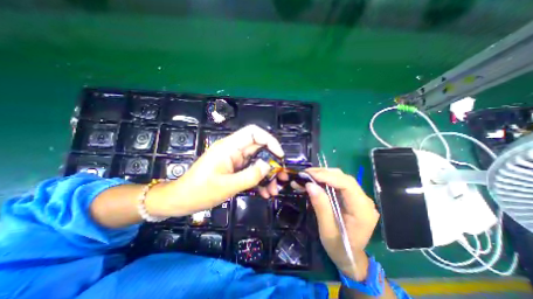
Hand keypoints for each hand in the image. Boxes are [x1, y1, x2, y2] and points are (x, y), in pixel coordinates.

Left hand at [145, 125, 284, 217]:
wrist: (182, 200)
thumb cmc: (200, 191)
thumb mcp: (227, 186)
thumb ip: (250, 175)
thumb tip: (269, 166)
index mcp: (229, 147)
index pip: (253, 132)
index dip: (269, 140)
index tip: (279, 156)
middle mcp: (234, 150)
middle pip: (259, 148)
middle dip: (272, 162)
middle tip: (281, 177)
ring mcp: (235, 160)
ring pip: (257, 161)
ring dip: (267, 175)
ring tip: (273, 190)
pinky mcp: (235, 169)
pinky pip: (251, 171)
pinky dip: (259, 180)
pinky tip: (264, 192)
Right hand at [304, 169, 378, 281]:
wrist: (350, 258)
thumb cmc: (339, 248)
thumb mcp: (327, 230)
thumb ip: (321, 206)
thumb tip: (310, 184)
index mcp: (362, 211)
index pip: (347, 185)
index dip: (327, 176)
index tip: (309, 175)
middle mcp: (365, 201)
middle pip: (344, 178)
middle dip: (323, 173)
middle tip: (306, 173)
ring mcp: (360, 198)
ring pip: (341, 178)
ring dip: (324, 175)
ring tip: (308, 175)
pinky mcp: (353, 198)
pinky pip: (339, 184)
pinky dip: (326, 180)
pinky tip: (315, 181)